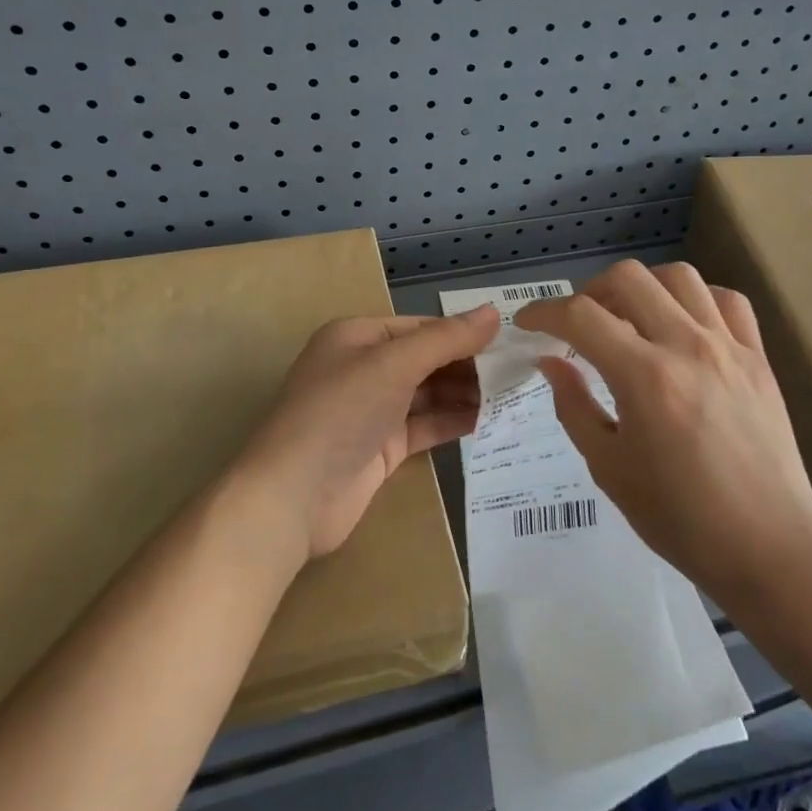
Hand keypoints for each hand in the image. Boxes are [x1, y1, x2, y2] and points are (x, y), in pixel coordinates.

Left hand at [234, 308, 499, 559]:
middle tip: (518, 373)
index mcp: (357, 337)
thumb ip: (445, 339)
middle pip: (426, 359)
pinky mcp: (381, 448)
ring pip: (428, 394)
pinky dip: (453, 421)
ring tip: (512, 396)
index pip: (420, 327)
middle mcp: (364, 369)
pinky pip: (424, 426)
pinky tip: (488, 421)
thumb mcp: (393, 365)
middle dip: (468, 365)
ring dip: (465, 394)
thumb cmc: (340, 413)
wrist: (293, 498)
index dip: (462, 333)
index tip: (509, 341)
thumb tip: (493, 312)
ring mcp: (372, 411)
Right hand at [515, 260, 811, 603]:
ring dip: (643, 288)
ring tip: (630, 318)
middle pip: (628, 278)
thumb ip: (574, 406)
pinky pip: (727, 301)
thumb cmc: (679, 517)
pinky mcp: (759, 358)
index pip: (580, 316)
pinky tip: (684, 326)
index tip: (528, 324)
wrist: (768, 546)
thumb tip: (552, 361)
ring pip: (679, 277)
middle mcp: (687, 346)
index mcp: (644, 376)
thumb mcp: (609, 467)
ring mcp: (729, 347)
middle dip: (590, 291)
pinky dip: (696, 299)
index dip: (543, 312)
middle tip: (579, 323)